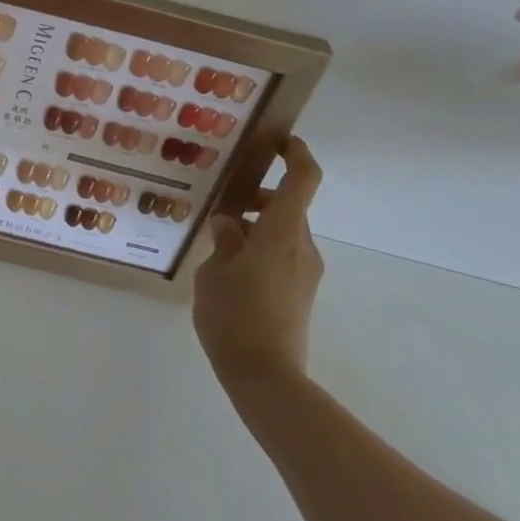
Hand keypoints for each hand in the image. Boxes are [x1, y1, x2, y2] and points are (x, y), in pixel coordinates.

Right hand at [194, 139, 325, 389]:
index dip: (296, 152)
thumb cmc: (234, 317)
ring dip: (257, 227)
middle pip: (289, 206)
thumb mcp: (213, 273)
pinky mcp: (302, 294)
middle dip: (259, 199)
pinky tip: (231, 272)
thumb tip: (230, 225)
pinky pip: (284, 256)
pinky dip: (262, 250)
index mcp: (281, 231)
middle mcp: (301, 246)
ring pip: (284, 232)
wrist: (267, 379)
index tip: (278, 141)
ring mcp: (306, 272)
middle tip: (224, 208)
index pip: (303, 178)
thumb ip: (223, 242)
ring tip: (218, 246)